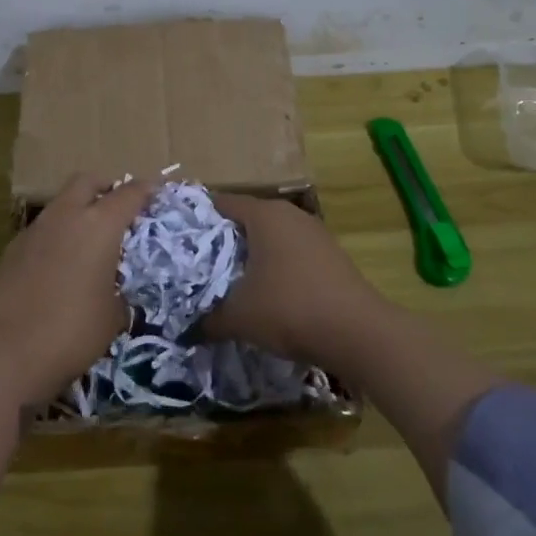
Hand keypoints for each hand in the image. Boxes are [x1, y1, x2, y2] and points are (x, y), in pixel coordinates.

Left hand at [0, 172, 159, 404]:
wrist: (2, 351)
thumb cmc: (71, 331)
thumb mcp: (112, 318)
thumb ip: (119, 296)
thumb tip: (114, 295)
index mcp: (99, 225)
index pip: (129, 193)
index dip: (146, 190)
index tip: (156, 192)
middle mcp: (66, 216)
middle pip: (87, 181)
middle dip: (106, 187)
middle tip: (119, 209)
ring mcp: (34, 230)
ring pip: (61, 203)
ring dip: (78, 212)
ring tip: (91, 242)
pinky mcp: (12, 250)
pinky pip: (43, 230)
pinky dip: (57, 236)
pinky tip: (62, 265)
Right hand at [203, 195, 387, 372]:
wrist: (358, 333)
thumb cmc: (289, 309)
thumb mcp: (238, 318)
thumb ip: (207, 320)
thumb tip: (185, 329)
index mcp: (263, 214)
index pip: (220, 202)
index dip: (195, 219)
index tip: (176, 238)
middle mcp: (289, 214)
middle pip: (245, 218)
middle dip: (221, 240)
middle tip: (196, 263)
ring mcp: (314, 233)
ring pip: (270, 236)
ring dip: (249, 255)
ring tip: (226, 279)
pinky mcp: (330, 255)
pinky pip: (290, 252)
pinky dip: (273, 266)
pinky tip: (264, 292)